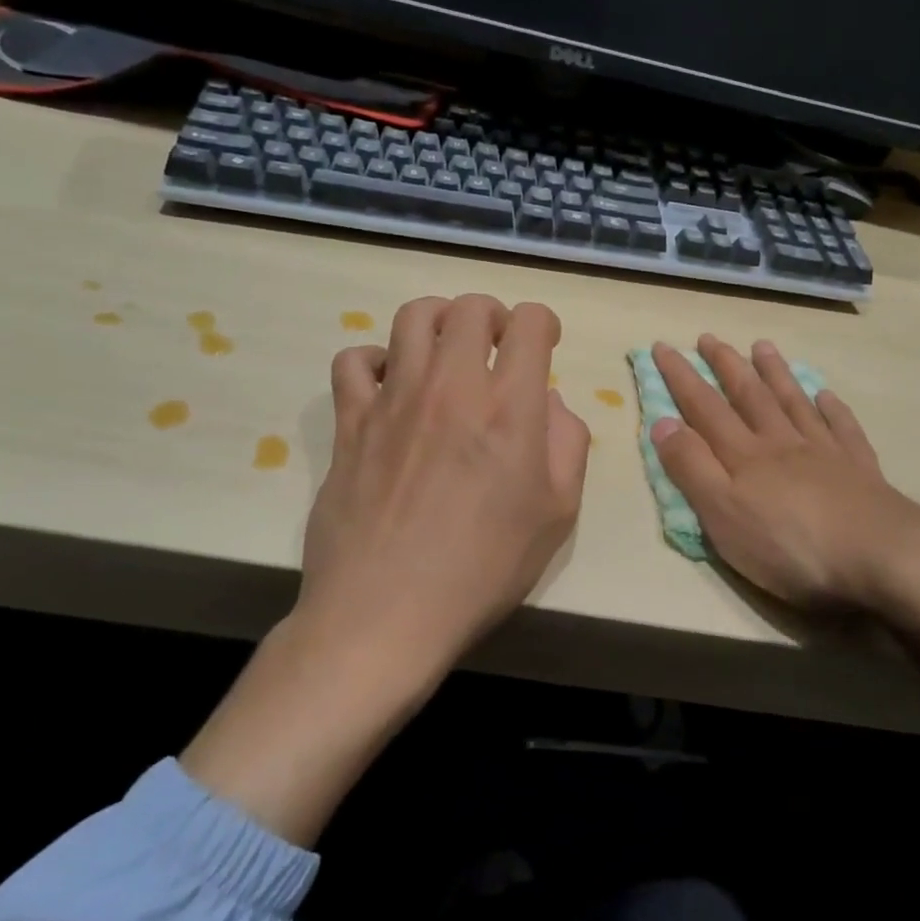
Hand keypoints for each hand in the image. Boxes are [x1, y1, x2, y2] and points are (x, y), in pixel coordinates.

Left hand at [184, 295, 588, 841]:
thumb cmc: (483, 569)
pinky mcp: (351, 421)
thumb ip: (568, 444)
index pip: (528, 322)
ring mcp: (394, 399)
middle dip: (492, 315)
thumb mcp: (557, 514)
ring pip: (412, 316)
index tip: (543, 342)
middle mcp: (451, 386)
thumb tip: (549, 402)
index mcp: (510, 408)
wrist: (386, 613)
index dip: (542, 322)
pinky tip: (391, 385)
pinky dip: (376, 359)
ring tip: (446, 352)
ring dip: (439, 322)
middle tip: (496, 345)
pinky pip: (354, 360)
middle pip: (469, 307)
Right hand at [650, 335, 919, 613]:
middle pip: (749, 395)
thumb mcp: (723, 514)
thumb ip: (691, 468)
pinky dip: (831, 408)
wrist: (880, 556)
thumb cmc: (790, 544)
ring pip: (793, 402)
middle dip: (725, 365)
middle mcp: (781, 442)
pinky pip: (843, 427)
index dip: (681, 377)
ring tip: (762, 346)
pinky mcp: (860, 469)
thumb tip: (661, 422)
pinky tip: (826, 395)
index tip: (662, 347)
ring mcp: (824, 452)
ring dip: (775, 373)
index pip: (704, 407)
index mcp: (744, 455)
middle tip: (709, 337)